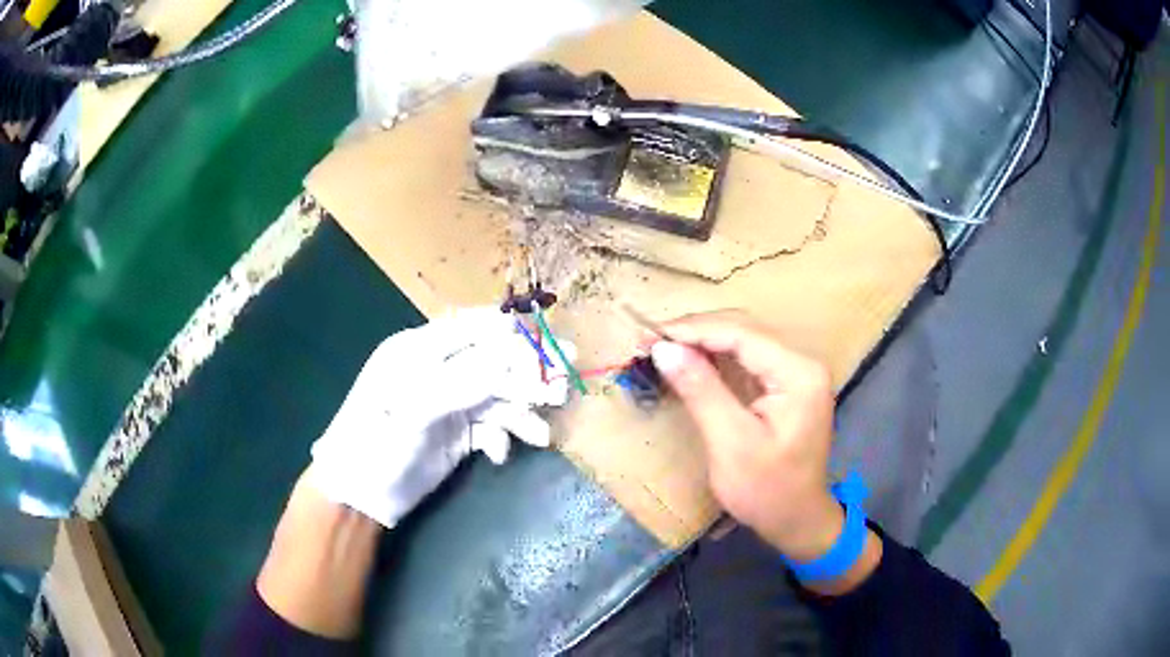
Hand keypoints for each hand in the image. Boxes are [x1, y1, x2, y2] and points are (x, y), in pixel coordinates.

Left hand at [308, 307, 571, 526]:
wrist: (359, 496)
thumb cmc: (376, 443)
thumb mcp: (416, 407)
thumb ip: (466, 380)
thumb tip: (517, 359)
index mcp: (419, 348)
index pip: (476, 328)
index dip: (515, 335)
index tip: (552, 348)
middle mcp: (437, 369)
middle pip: (494, 361)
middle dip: (528, 375)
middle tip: (563, 388)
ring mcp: (449, 401)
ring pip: (497, 396)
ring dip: (521, 413)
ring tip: (540, 436)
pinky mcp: (457, 432)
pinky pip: (491, 425)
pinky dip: (502, 437)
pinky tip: (500, 455)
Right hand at [648, 311, 842, 560]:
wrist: (797, 521)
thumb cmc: (767, 490)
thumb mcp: (730, 443)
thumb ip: (701, 390)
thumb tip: (664, 349)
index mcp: (799, 373)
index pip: (742, 334)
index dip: (695, 330)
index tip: (652, 337)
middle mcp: (804, 362)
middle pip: (746, 329)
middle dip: (697, 332)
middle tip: (652, 342)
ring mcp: (798, 372)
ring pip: (746, 339)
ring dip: (704, 340)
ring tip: (665, 347)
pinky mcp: (788, 384)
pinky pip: (749, 357)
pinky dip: (717, 356)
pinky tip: (692, 360)